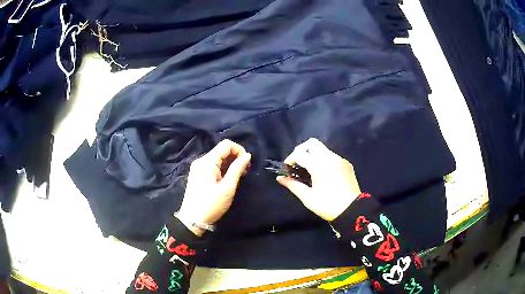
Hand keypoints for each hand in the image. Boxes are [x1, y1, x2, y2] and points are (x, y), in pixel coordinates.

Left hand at [177, 139, 250, 235]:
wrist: (192, 220)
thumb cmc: (211, 205)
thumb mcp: (227, 188)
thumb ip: (237, 169)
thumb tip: (248, 155)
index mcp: (207, 162)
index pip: (226, 144)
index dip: (239, 150)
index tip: (246, 164)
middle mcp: (201, 160)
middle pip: (221, 150)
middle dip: (235, 157)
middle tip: (244, 172)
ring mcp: (197, 167)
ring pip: (217, 157)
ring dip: (229, 163)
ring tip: (236, 177)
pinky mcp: (197, 173)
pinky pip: (212, 164)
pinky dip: (222, 168)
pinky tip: (226, 179)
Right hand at [277, 138, 360, 220]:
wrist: (352, 210)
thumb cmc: (327, 205)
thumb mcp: (308, 198)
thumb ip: (293, 185)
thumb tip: (280, 178)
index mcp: (320, 165)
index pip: (300, 154)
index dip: (290, 159)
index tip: (287, 169)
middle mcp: (330, 158)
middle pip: (312, 143)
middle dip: (301, 150)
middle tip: (297, 163)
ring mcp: (340, 160)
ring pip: (322, 149)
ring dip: (313, 155)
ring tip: (309, 170)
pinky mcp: (346, 164)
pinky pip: (331, 156)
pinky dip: (323, 160)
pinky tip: (322, 173)